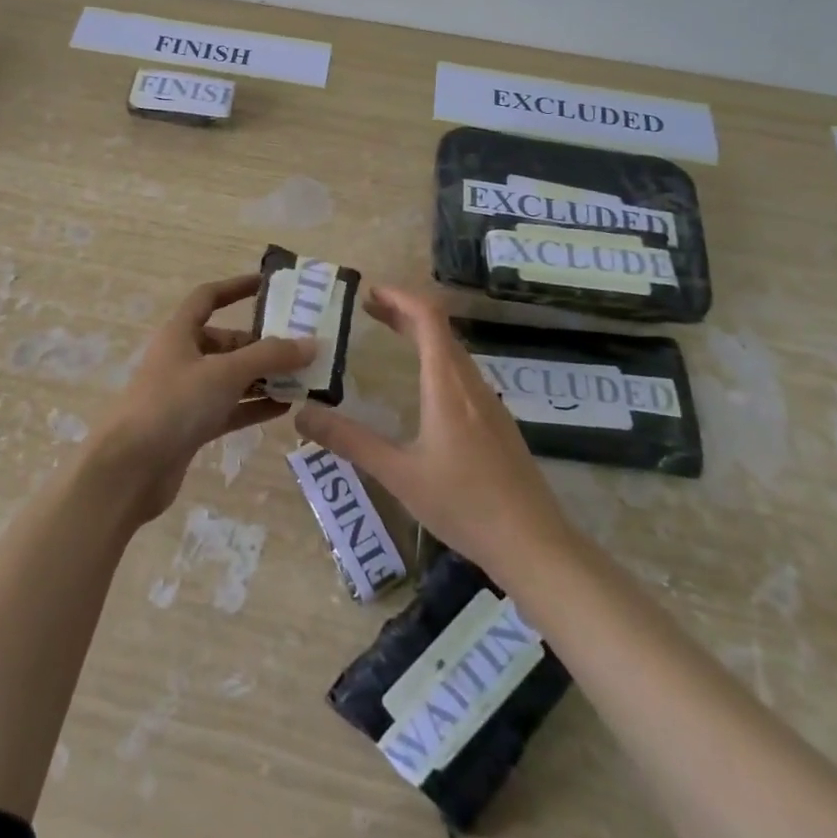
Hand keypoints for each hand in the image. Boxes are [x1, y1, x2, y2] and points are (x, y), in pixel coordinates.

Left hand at [90, 274, 315, 524]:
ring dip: (264, 377)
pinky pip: (231, 408)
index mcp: (180, 333)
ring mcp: (187, 395)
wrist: (129, 469)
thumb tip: (311, 344)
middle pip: (227, 342)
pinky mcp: (192, 427)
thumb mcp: (225, 373)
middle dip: (262, 344)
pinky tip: (286, 408)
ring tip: (304, 378)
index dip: (236, 287)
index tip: (269, 284)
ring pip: (232, 377)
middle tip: (303, 347)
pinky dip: (255, 406)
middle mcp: (183, 358)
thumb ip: (269, 357)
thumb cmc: (174, 404)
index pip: (208, 298)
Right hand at [295, 285, 570, 585]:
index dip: (399, 297)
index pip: (428, 317)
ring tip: (389, 337)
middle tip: (367, 310)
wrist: (534, 545)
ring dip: (421, 334)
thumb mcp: (398, 474)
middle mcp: (471, 383)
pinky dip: (436, 358)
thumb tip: (301, 416)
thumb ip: (349, 441)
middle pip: (439, 329)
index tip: (368, 293)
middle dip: (403, 312)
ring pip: (453, 351)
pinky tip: (422, 386)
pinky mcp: (497, 423)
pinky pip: (462, 373)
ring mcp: (489, 403)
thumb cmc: (464, 504)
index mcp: (447, 385)